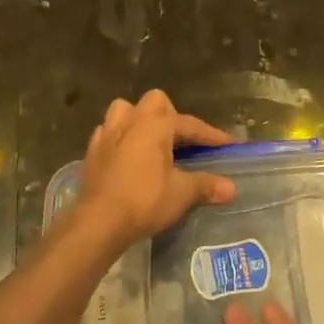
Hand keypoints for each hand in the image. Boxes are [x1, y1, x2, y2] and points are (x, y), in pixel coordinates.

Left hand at [74, 90, 234, 250]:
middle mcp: (131, 121)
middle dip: (171, 116)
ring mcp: (107, 133)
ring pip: (125, 110)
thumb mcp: (181, 194)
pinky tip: (127, 155)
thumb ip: (206, 186)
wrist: (99, 220)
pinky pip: (108, 132)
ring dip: (139, 120)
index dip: (211, 135)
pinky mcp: (92, 150)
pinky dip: (120, 138)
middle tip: (181, 140)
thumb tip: (231, 189)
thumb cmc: (144, 200)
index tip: (229, 144)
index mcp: (156, 125)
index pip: (190, 125)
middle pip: (155, 103)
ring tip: (151, 141)